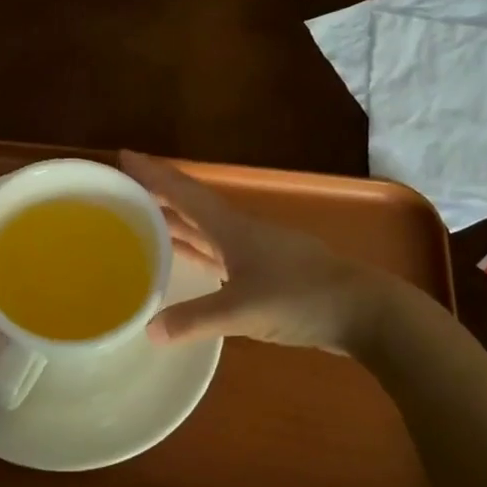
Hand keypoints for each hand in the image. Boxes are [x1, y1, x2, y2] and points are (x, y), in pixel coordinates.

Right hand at [121, 150, 383, 350]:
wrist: (366, 311)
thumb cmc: (302, 297)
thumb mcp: (243, 310)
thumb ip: (195, 320)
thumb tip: (148, 330)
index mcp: (231, 228)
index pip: (183, 192)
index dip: (153, 174)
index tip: (123, 156)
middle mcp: (240, 232)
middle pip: (191, 207)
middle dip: (157, 197)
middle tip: (120, 194)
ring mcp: (255, 252)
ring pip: (205, 231)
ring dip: (175, 225)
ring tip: (141, 223)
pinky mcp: (266, 273)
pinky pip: (218, 254)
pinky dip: (195, 252)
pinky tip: (184, 260)